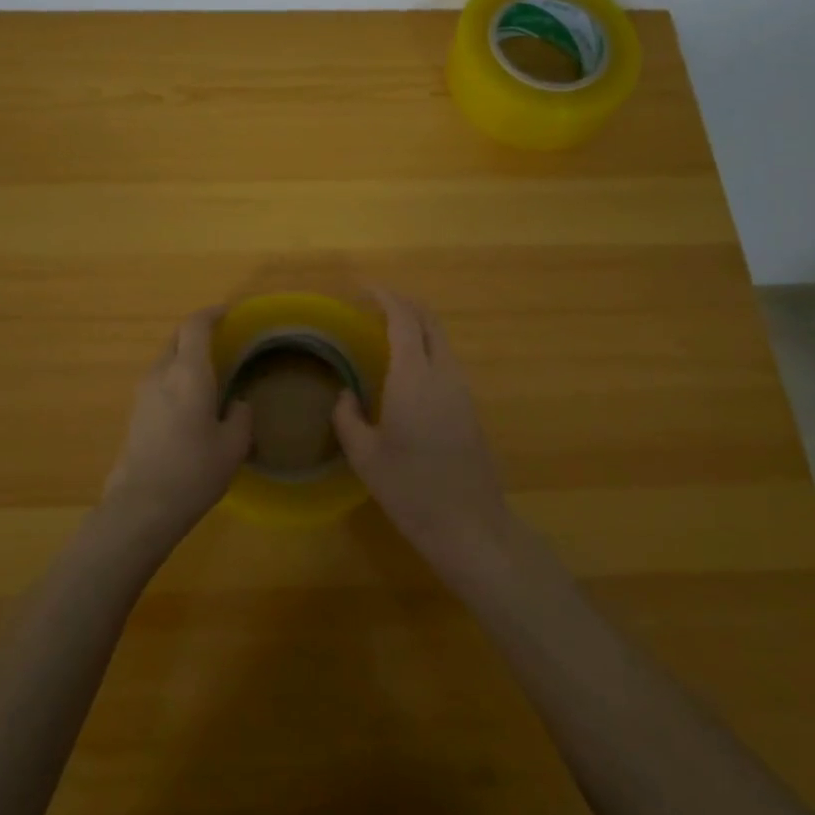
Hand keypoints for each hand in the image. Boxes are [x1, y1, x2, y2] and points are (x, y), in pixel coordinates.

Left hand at [102, 307, 250, 548]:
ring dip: (184, 359)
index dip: (211, 314)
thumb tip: (238, 403)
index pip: (195, 326)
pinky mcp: (134, 414)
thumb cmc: (194, 471)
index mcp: (188, 373)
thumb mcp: (233, 446)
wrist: (141, 507)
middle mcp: (161, 374)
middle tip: (221, 343)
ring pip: (165, 361)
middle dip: (197, 335)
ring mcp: (142, 394)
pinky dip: (174, 380)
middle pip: (176, 339)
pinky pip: (158, 383)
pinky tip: (190, 404)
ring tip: (208, 376)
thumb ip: (241, 416)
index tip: (227, 313)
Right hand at [331, 289, 511, 579]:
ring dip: (416, 326)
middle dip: (403, 304)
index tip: (364, 290)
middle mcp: (443, 373)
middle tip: (374, 305)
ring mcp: (462, 389)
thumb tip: (345, 395)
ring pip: (440, 339)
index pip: (404, 319)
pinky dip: (425, 348)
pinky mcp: (470, 406)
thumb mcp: (365, 456)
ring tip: (385, 334)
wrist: (469, 524)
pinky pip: (446, 360)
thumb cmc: (410, 489)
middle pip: (428, 320)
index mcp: (414, 377)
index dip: (385, 297)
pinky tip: (406, 369)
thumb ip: (348, 418)